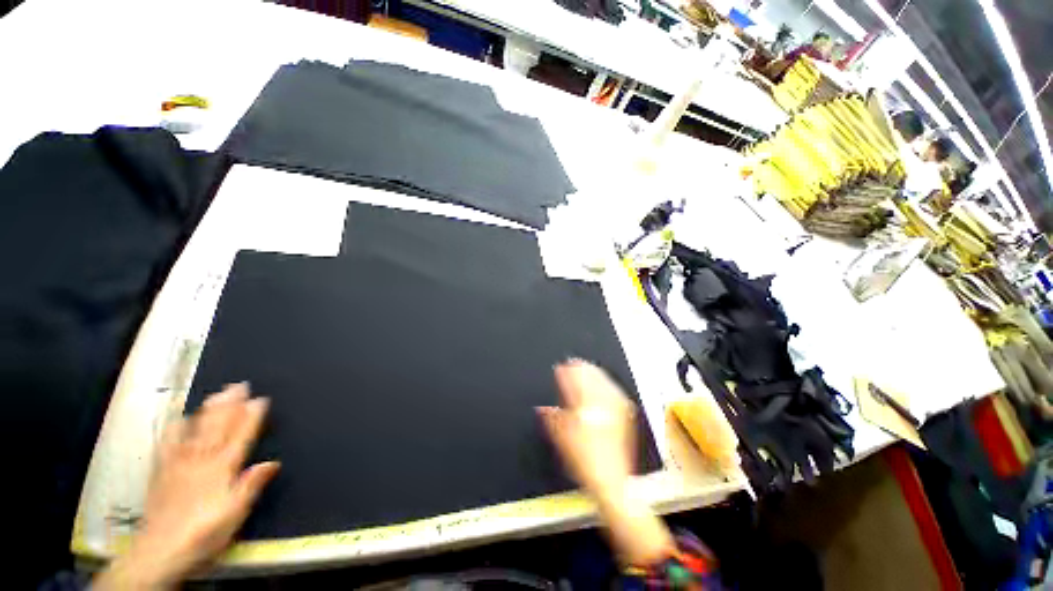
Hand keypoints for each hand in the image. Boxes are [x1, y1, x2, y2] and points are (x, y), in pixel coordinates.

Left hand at [95, 383, 279, 589]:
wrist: (160, 551)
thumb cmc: (204, 533)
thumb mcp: (235, 513)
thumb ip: (251, 486)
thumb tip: (272, 462)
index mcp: (221, 469)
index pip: (240, 437)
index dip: (251, 417)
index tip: (260, 399)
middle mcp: (201, 461)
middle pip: (217, 428)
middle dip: (230, 405)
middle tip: (239, 385)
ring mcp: (179, 464)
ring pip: (195, 431)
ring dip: (207, 411)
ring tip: (216, 395)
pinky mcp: (162, 472)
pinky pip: (168, 445)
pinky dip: (174, 429)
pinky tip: (178, 420)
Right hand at [538, 359, 636, 497]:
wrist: (611, 480)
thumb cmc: (584, 461)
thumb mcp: (561, 440)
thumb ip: (552, 420)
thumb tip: (542, 409)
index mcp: (584, 409)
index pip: (573, 383)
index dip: (565, 373)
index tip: (560, 367)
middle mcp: (600, 405)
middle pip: (590, 378)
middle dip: (580, 368)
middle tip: (574, 362)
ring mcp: (614, 409)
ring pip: (603, 382)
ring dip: (593, 372)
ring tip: (587, 366)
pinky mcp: (624, 415)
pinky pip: (615, 391)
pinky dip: (607, 383)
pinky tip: (604, 382)